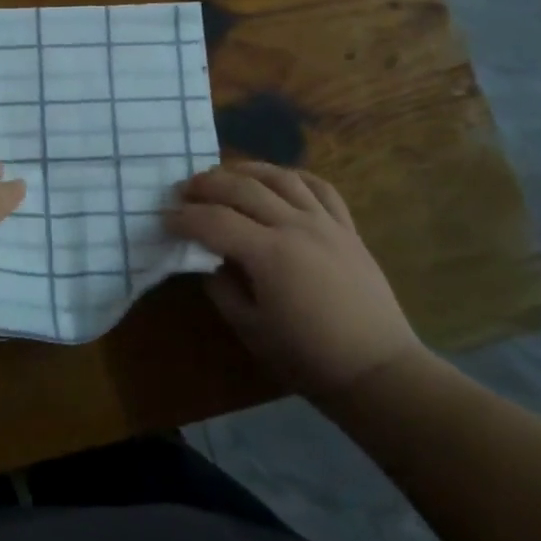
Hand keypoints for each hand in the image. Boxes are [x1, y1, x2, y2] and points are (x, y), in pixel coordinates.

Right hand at [166, 162, 424, 407]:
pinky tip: (277, 179)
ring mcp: (326, 223)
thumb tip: (211, 262)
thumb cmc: (308, 358)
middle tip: (183, 190)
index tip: (163, 219)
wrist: (377, 370)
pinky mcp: (348, 229)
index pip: (213, 222)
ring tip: (223, 175)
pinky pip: (320, 188)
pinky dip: (293, 177)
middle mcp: (296, 226)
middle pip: (242, 188)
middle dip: (205, 185)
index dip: (183, 218)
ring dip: (245, 170)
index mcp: (269, 254)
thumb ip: (223, 288)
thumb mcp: (251, 329)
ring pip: (280, 177)